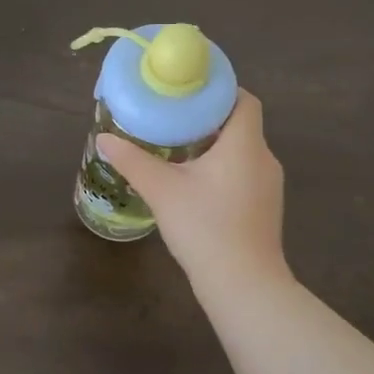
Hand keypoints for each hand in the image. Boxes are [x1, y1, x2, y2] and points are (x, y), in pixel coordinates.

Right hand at [97, 90, 288, 288]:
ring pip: (242, 151)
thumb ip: (132, 160)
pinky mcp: (265, 207)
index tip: (189, 90)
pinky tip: (194, 182)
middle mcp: (264, 158)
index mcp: (245, 144)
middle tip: (173, 116)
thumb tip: (104, 139)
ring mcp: (269, 186)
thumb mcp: (161, 190)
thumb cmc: (205, 227)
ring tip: (178, 146)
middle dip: (208, 117)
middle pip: (240, 124)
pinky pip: (244, 173)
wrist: (243, 285)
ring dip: (214, 145)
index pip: (244, 99)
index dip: (220, 89)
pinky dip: (222, 168)